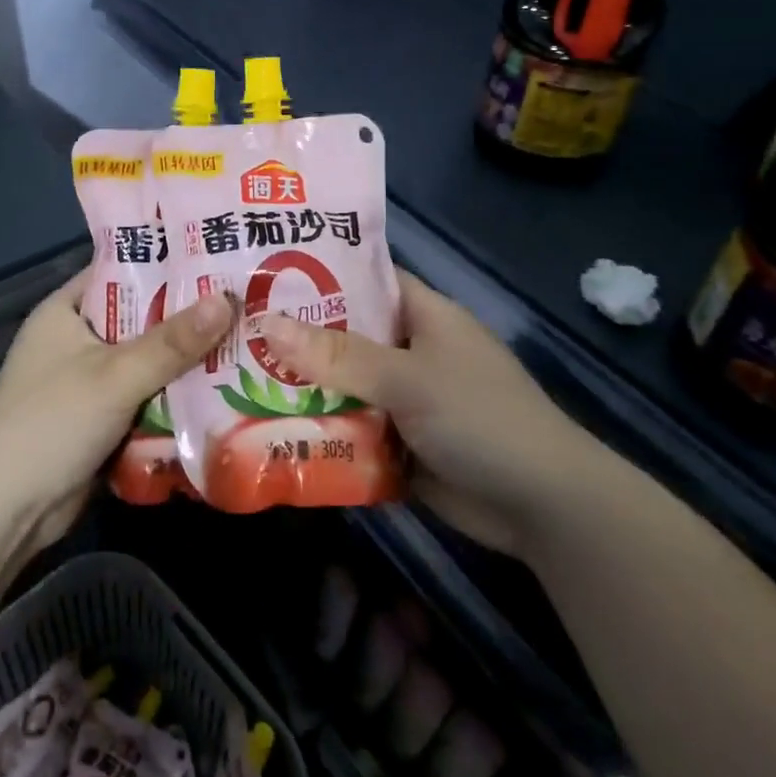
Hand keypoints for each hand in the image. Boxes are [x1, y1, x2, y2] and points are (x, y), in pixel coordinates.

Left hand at [0, 273, 230, 551]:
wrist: (5, 511)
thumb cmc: (52, 422)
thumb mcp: (115, 375)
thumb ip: (172, 342)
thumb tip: (227, 300)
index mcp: (66, 311)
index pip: (119, 270)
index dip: (163, 261)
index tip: (214, 255)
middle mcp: (75, 340)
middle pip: (139, 318)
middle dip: (185, 316)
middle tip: (243, 300)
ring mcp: (86, 383)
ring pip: (146, 361)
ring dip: (184, 360)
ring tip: (246, 340)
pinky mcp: (99, 420)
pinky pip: (144, 397)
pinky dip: (173, 396)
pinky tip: (220, 389)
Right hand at [260, 270, 580, 555]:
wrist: (541, 506)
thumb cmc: (479, 418)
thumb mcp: (407, 378)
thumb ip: (338, 354)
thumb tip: (266, 323)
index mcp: (423, 316)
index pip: (366, 278)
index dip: (320, 271)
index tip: (263, 270)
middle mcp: (412, 351)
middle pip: (346, 335)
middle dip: (297, 337)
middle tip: (234, 331)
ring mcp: (406, 399)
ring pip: (344, 385)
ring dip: (303, 389)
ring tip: (235, 379)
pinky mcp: (400, 442)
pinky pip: (352, 428)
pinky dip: (321, 430)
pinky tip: (267, 430)